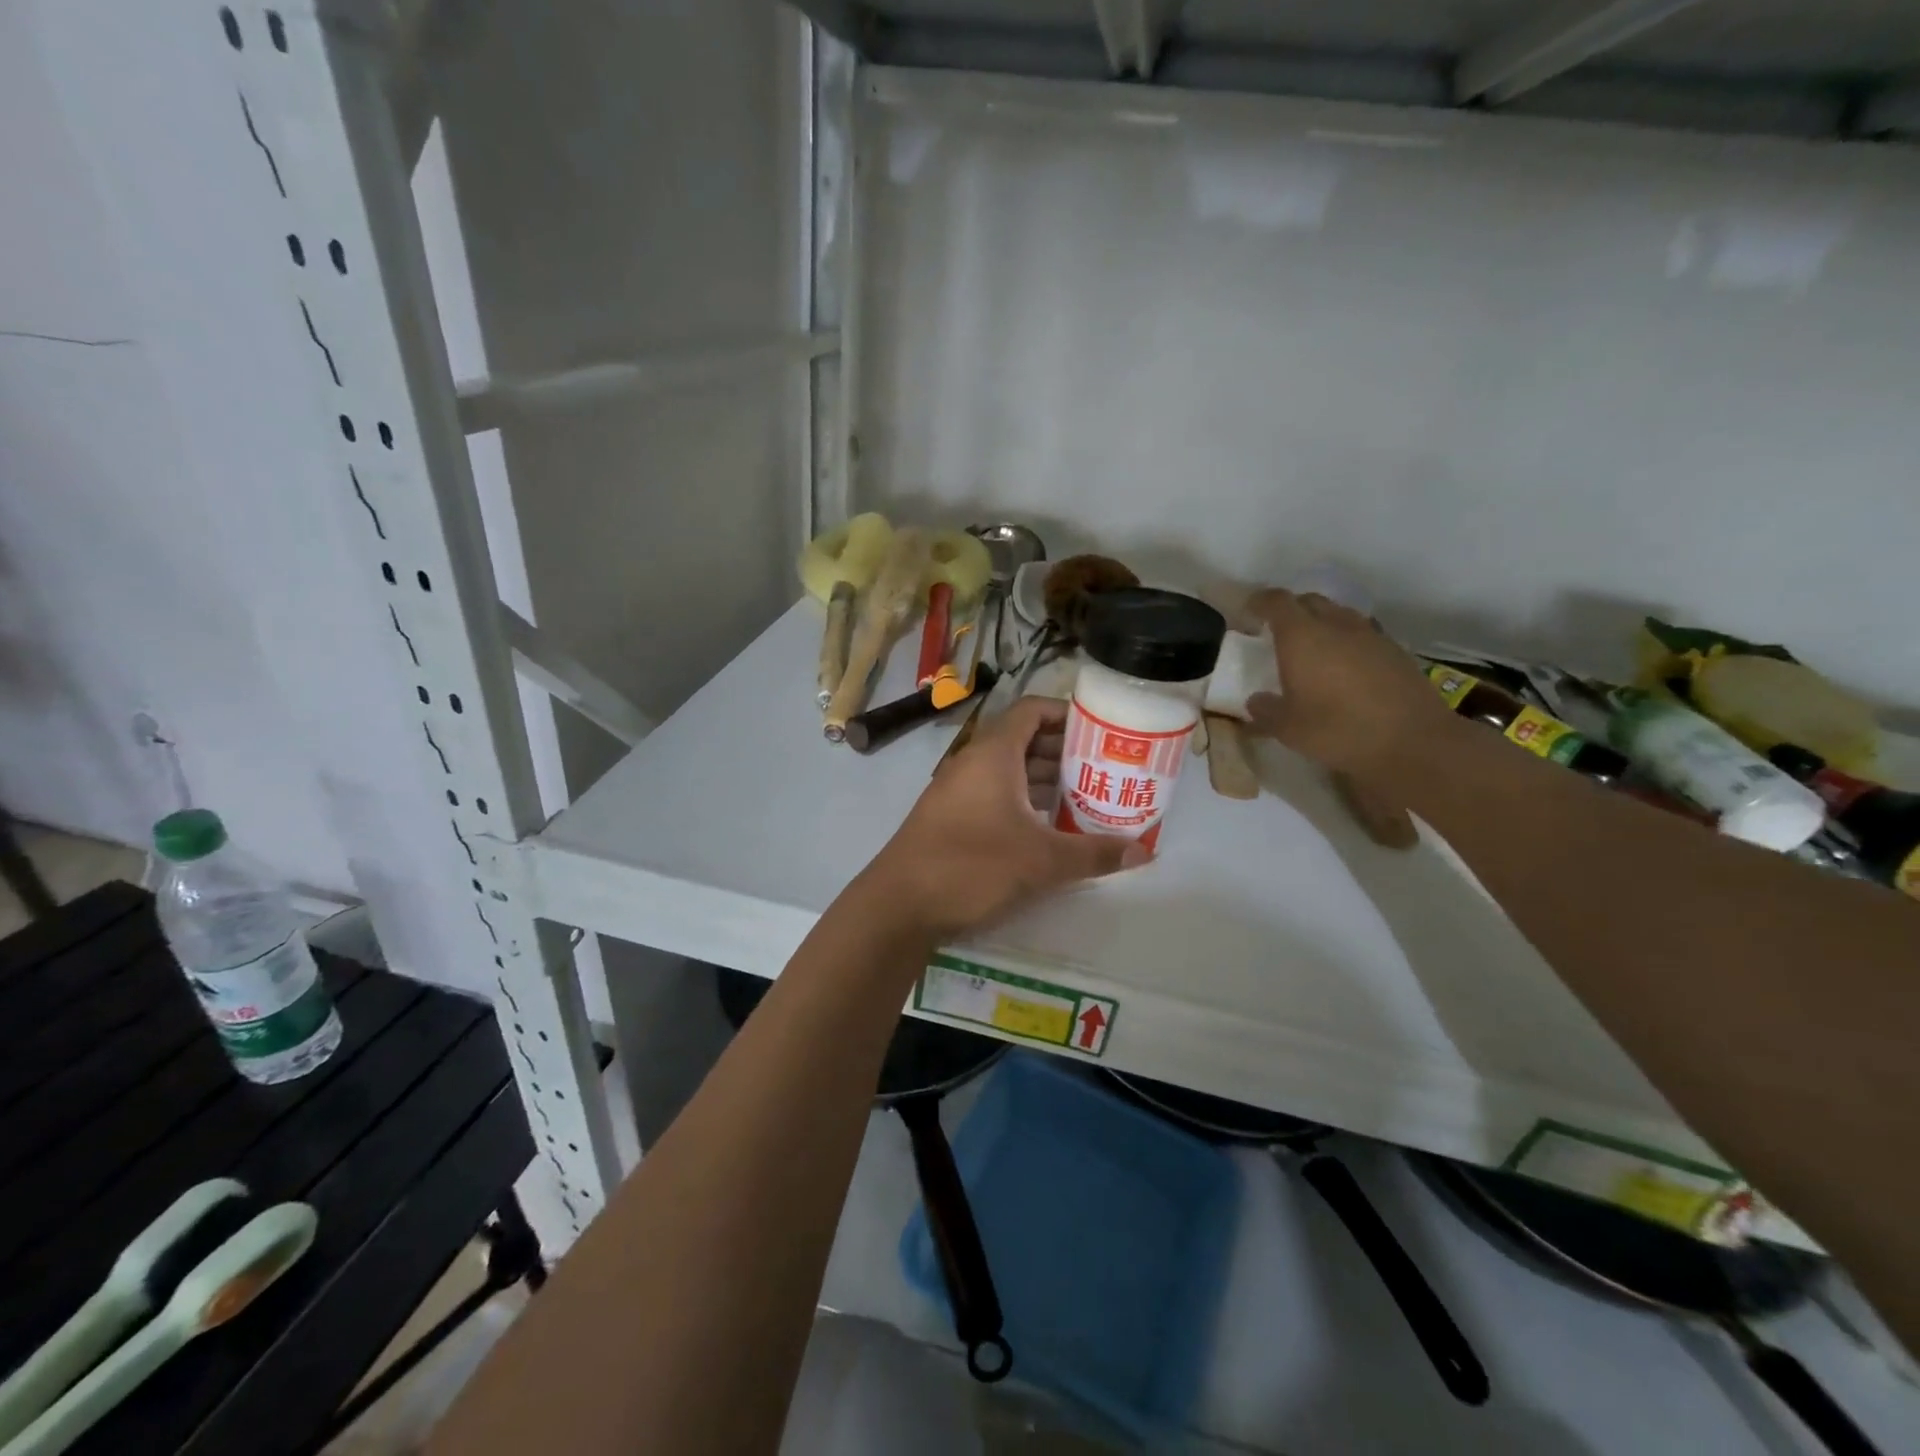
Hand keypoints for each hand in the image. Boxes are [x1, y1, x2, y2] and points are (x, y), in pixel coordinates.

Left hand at [862, 698, 1147, 939]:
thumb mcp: (1041, 861)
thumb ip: (1093, 854)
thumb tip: (1143, 852)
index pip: (1032, 710)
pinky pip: (995, 794)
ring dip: (1045, 780)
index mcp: (994, 754)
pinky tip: (1048, 827)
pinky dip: (1024, 801)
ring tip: (1086, 797)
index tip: (1100, 730)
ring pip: (1009, 771)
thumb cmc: (972, 866)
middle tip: (1104, 768)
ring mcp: (958, 790)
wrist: (899, 904)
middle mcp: (974, 763)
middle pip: (1024, 740)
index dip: (1066, 713)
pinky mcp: (951, 817)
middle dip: (1064, 752)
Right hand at [1243, 589, 1454, 776]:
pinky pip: (1361, 634)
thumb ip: (1265, 711)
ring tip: (1312, 648)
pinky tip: (1344, 667)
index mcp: (1302, 637)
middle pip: (1309, 601)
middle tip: (1277, 631)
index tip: (1249, 611)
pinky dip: (1346, 641)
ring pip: (1338, 614)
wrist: (1412, 741)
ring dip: (1321, 623)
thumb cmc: (1338, 730)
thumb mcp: (1288, 728)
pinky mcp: (1394, 650)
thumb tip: (1255, 702)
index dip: (1260, 602)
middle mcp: (1335, 625)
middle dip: (1290, 610)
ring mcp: (1369, 635)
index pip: (1276, 602)